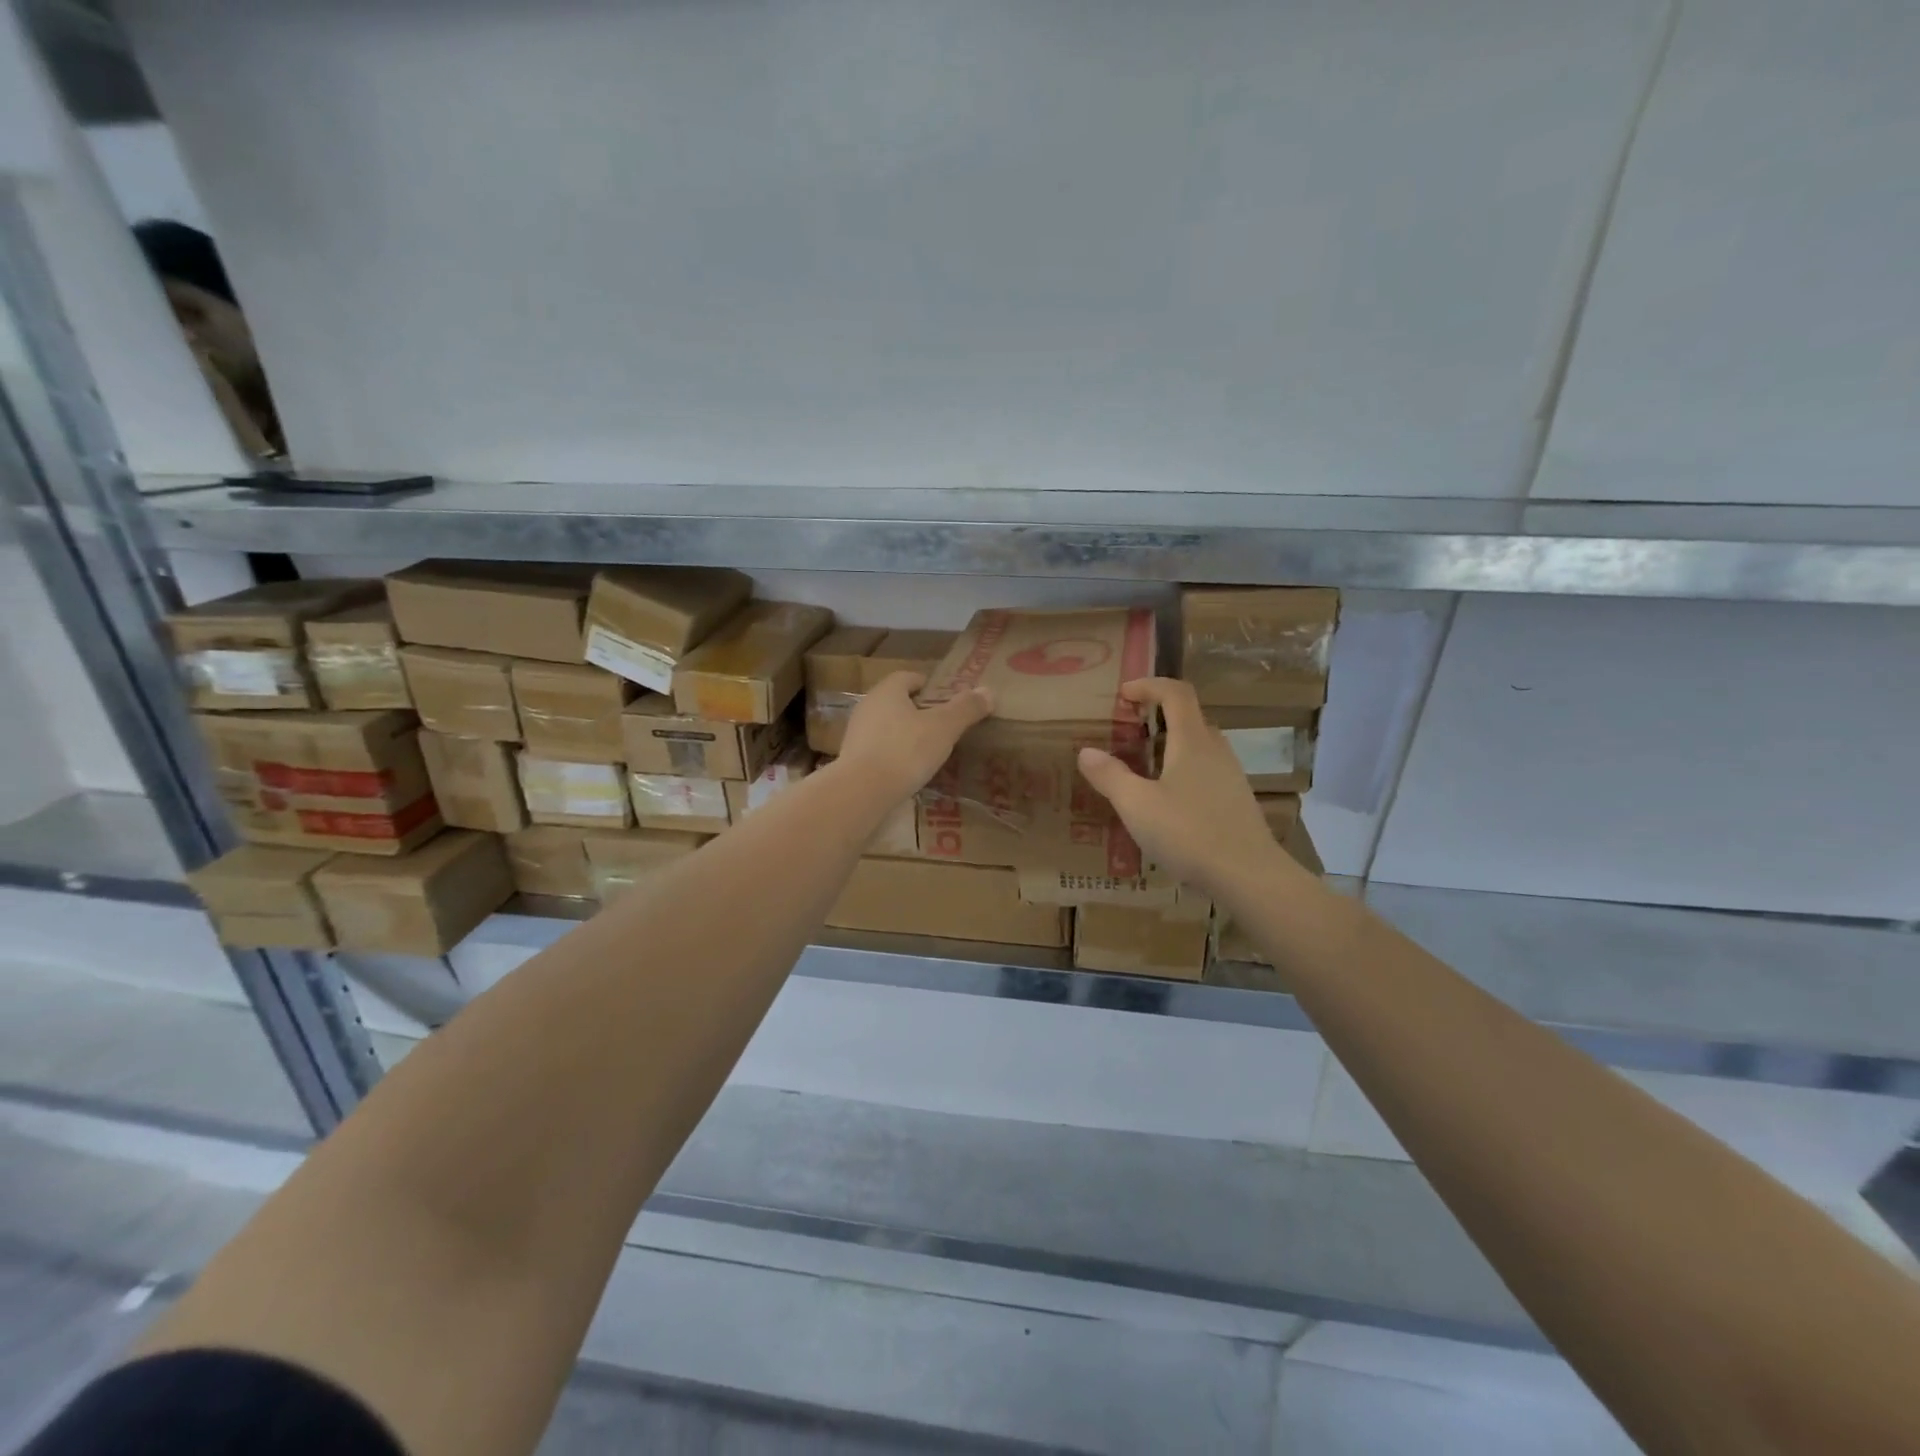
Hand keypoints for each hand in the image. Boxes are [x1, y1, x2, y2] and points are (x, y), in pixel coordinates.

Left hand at [837, 672, 993, 802]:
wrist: (862, 791)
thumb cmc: (906, 750)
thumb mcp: (944, 728)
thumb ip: (966, 709)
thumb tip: (988, 691)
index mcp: (888, 690)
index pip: (909, 677)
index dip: (929, 686)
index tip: (946, 700)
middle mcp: (868, 705)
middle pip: (897, 701)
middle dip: (918, 710)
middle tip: (942, 725)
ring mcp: (856, 732)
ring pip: (886, 725)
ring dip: (905, 733)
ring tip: (927, 750)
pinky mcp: (851, 758)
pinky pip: (878, 748)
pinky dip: (893, 754)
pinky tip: (907, 770)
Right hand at [1076, 678, 1285, 897]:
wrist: (1249, 875)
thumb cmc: (1189, 833)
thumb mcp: (1137, 805)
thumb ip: (1110, 776)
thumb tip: (1086, 752)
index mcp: (1192, 741)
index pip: (1176, 693)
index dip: (1150, 685)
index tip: (1123, 693)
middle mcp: (1215, 750)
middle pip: (1190, 717)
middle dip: (1158, 715)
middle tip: (1129, 729)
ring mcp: (1231, 776)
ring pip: (1199, 746)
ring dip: (1171, 744)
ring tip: (1143, 765)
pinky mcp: (1236, 801)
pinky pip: (1206, 771)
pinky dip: (1182, 770)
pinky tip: (1167, 801)